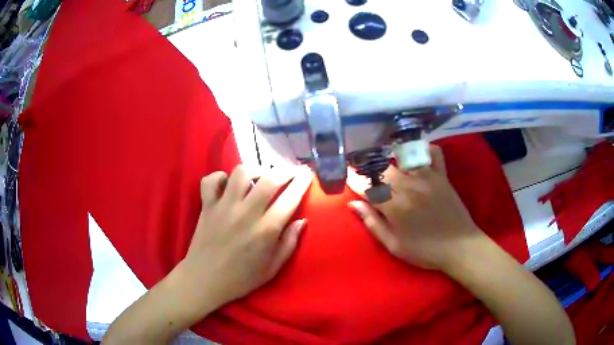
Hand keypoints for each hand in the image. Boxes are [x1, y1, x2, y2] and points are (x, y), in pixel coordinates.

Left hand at [176, 165, 312, 310]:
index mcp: (266, 230)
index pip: (289, 199)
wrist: (204, 280)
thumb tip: (302, 221)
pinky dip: (221, 177)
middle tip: (290, 171)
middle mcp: (246, 213)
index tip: (307, 173)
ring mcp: (224, 207)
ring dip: (255, 170)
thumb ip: (289, 243)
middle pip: (269, 179)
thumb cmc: (241, 278)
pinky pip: (211, 180)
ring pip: (241, 173)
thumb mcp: (272, 268)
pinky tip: (228, 185)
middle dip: (285, 170)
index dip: (301, 182)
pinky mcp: (207, 206)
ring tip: (260, 177)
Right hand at [347, 145, 485, 271]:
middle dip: (369, 169)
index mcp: (395, 207)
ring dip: (389, 158)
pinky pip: (432, 152)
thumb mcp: (394, 245)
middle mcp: (409, 186)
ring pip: (401, 158)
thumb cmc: (425, 251)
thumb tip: (353, 204)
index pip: (367, 187)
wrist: (460, 247)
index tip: (347, 176)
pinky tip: (415, 157)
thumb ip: (373, 223)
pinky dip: (423, 149)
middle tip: (364, 172)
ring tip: (383, 162)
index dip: (354, 180)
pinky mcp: (442, 175)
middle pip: (382, 169)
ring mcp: (427, 177)